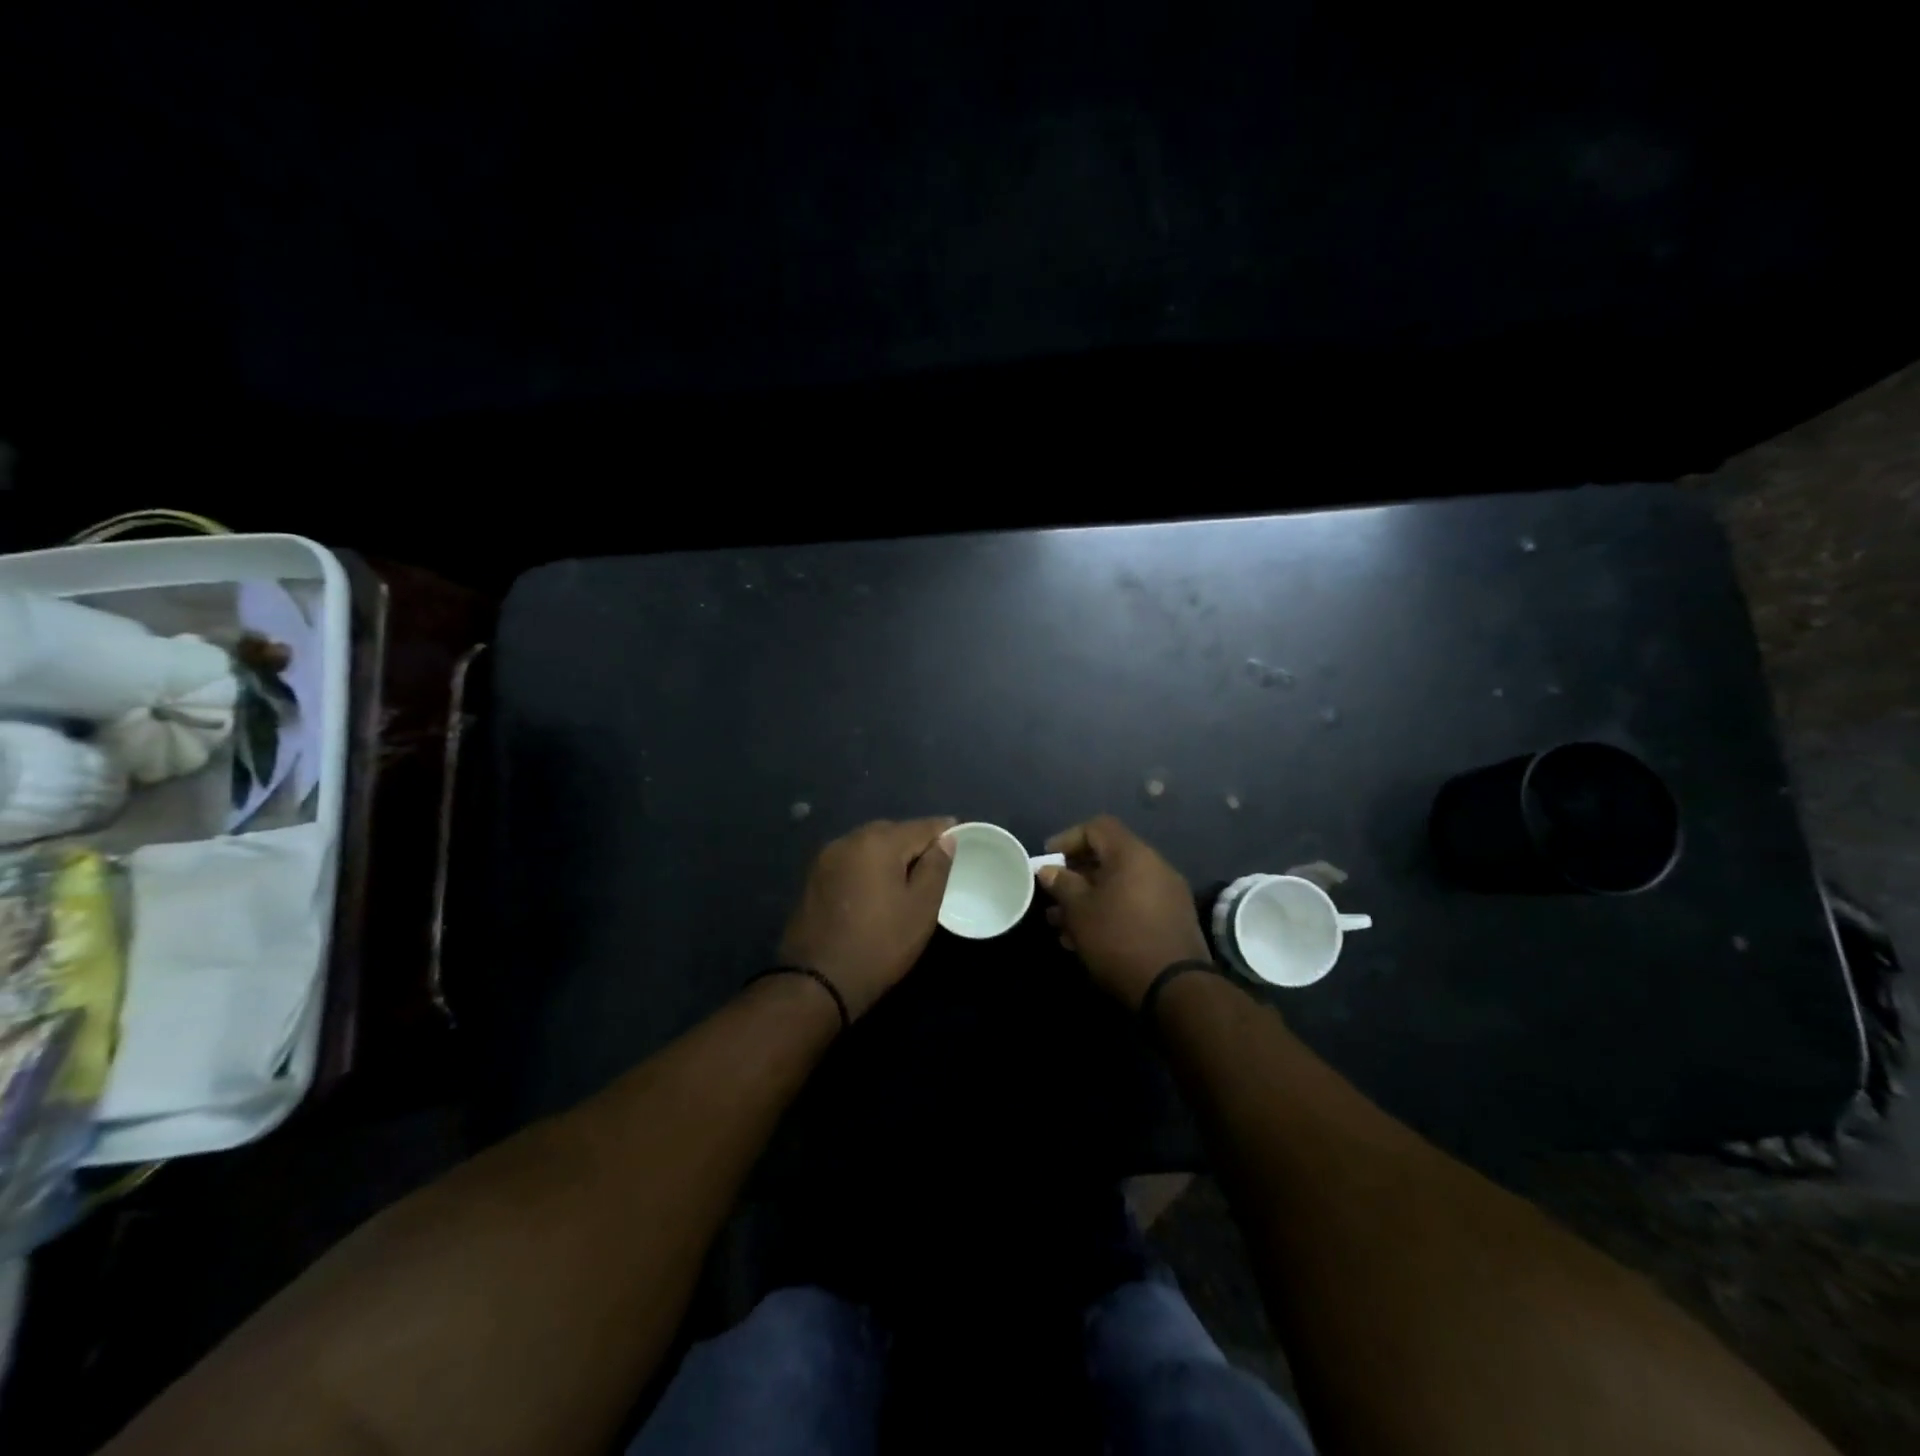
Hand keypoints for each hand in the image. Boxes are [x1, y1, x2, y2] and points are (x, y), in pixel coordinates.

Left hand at [778, 817, 956, 1018]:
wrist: (816, 982)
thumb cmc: (880, 944)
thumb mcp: (921, 908)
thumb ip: (936, 868)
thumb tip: (945, 840)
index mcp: (878, 842)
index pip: (922, 826)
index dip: (945, 831)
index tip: (961, 836)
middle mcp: (849, 839)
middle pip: (893, 832)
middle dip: (916, 842)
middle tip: (937, 862)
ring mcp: (827, 858)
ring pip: (869, 846)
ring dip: (890, 855)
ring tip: (909, 875)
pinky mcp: (814, 878)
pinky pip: (852, 861)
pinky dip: (869, 867)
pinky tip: (878, 887)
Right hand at [1037, 815, 1211, 1007]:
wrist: (1175, 989)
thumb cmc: (1119, 939)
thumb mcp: (1080, 911)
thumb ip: (1062, 884)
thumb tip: (1050, 870)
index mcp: (1133, 854)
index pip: (1097, 827)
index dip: (1068, 838)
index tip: (1047, 860)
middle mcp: (1154, 866)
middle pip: (1108, 857)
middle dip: (1075, 876)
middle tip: (1052, 896)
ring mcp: (1167, 894)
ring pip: (1119, 885)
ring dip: (1088, 899)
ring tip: (1061, 925)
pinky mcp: (1172, 920)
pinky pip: (1133, 904)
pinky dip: (1109, 912)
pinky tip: (1086, 939)